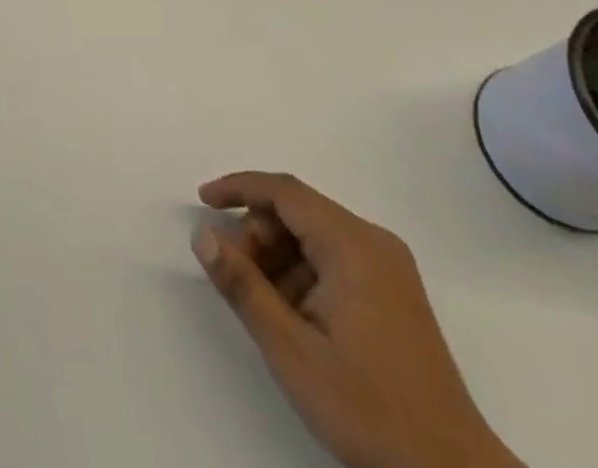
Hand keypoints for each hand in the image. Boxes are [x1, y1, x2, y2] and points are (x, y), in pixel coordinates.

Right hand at [192, 172, 521, 467]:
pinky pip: (335, 260)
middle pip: (298, 212)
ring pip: (314, 237)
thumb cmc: (368, 408)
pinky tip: (295, 317)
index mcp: (353, 245)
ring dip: (279, 258)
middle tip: (237, 277)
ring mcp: (389, 268)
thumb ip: (242, 285)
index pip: (284, 191)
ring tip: (266, 307)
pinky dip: (304, 274)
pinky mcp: (395, 294)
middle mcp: (374, 243)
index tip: (203, 200)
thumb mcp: (291, 349)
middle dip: (259, 235)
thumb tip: (202, 235)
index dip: (238, 188)